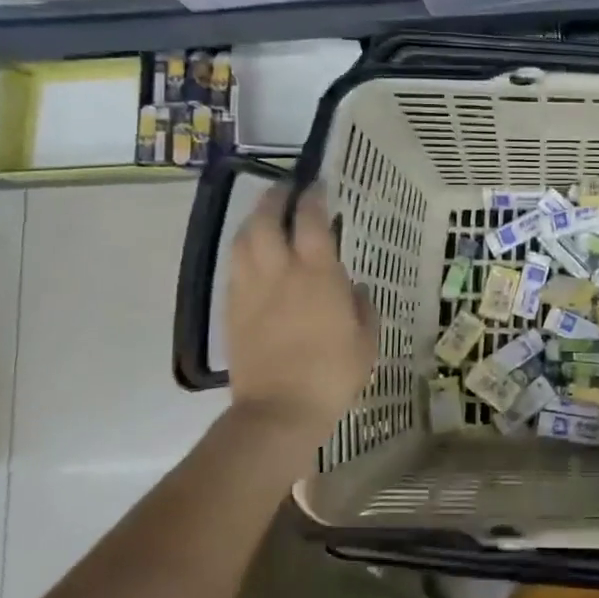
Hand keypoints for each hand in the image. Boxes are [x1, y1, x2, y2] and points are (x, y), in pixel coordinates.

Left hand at [224, 183, 376, 440]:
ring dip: (254, 220)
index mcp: (317, 274)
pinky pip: (234, 267)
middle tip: (286, 189)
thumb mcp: (366, 339)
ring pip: (243, 239)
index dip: (313, 197)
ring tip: (266, 216)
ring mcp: (250, 289)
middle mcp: (279, 272)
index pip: (311, 220)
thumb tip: (349, 287)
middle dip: (276, 197)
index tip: (319, 185)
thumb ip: (360, 306)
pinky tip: (252, 254)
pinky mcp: (232, 310)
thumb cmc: (333, 374)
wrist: (279, 411)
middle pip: (267, 219)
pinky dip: (244, 250)